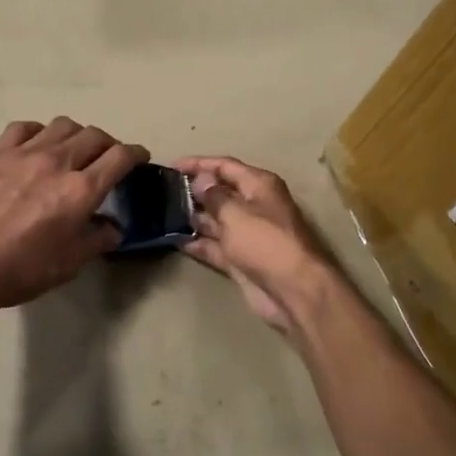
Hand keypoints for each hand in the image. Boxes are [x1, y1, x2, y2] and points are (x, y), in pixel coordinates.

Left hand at [0, 118, 148, 313]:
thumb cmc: (23, 269)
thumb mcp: (71, 263)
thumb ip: (97, 239)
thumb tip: (113, 227)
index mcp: (81, 190)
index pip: (120, 157)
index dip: (136, 153)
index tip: (139, 157)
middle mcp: (58, 162)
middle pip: (94, 135)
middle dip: (108, 144)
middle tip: (106, 158)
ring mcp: (24, 153)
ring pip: (62, 125)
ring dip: (76, 135)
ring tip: (72, 149)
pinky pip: (24, 127)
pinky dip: (38, 132)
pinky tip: (36, 146)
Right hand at [174, 156, 337, 336]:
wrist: (293, 291)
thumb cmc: (265, 242)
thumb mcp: (236, 213)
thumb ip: (214, 196)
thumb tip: (200, 180)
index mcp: (258, 186)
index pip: (224, 166)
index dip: (198, 164)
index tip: (171, 166)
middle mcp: (254, 205)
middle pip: (219, 192)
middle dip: (193, 191)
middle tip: (162, 191)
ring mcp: (247, 234)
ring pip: (215, 220)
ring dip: (193, 217)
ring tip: (162, 214)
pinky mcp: (240, 259)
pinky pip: (214, 245)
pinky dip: (198, 243)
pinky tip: (175, 240)